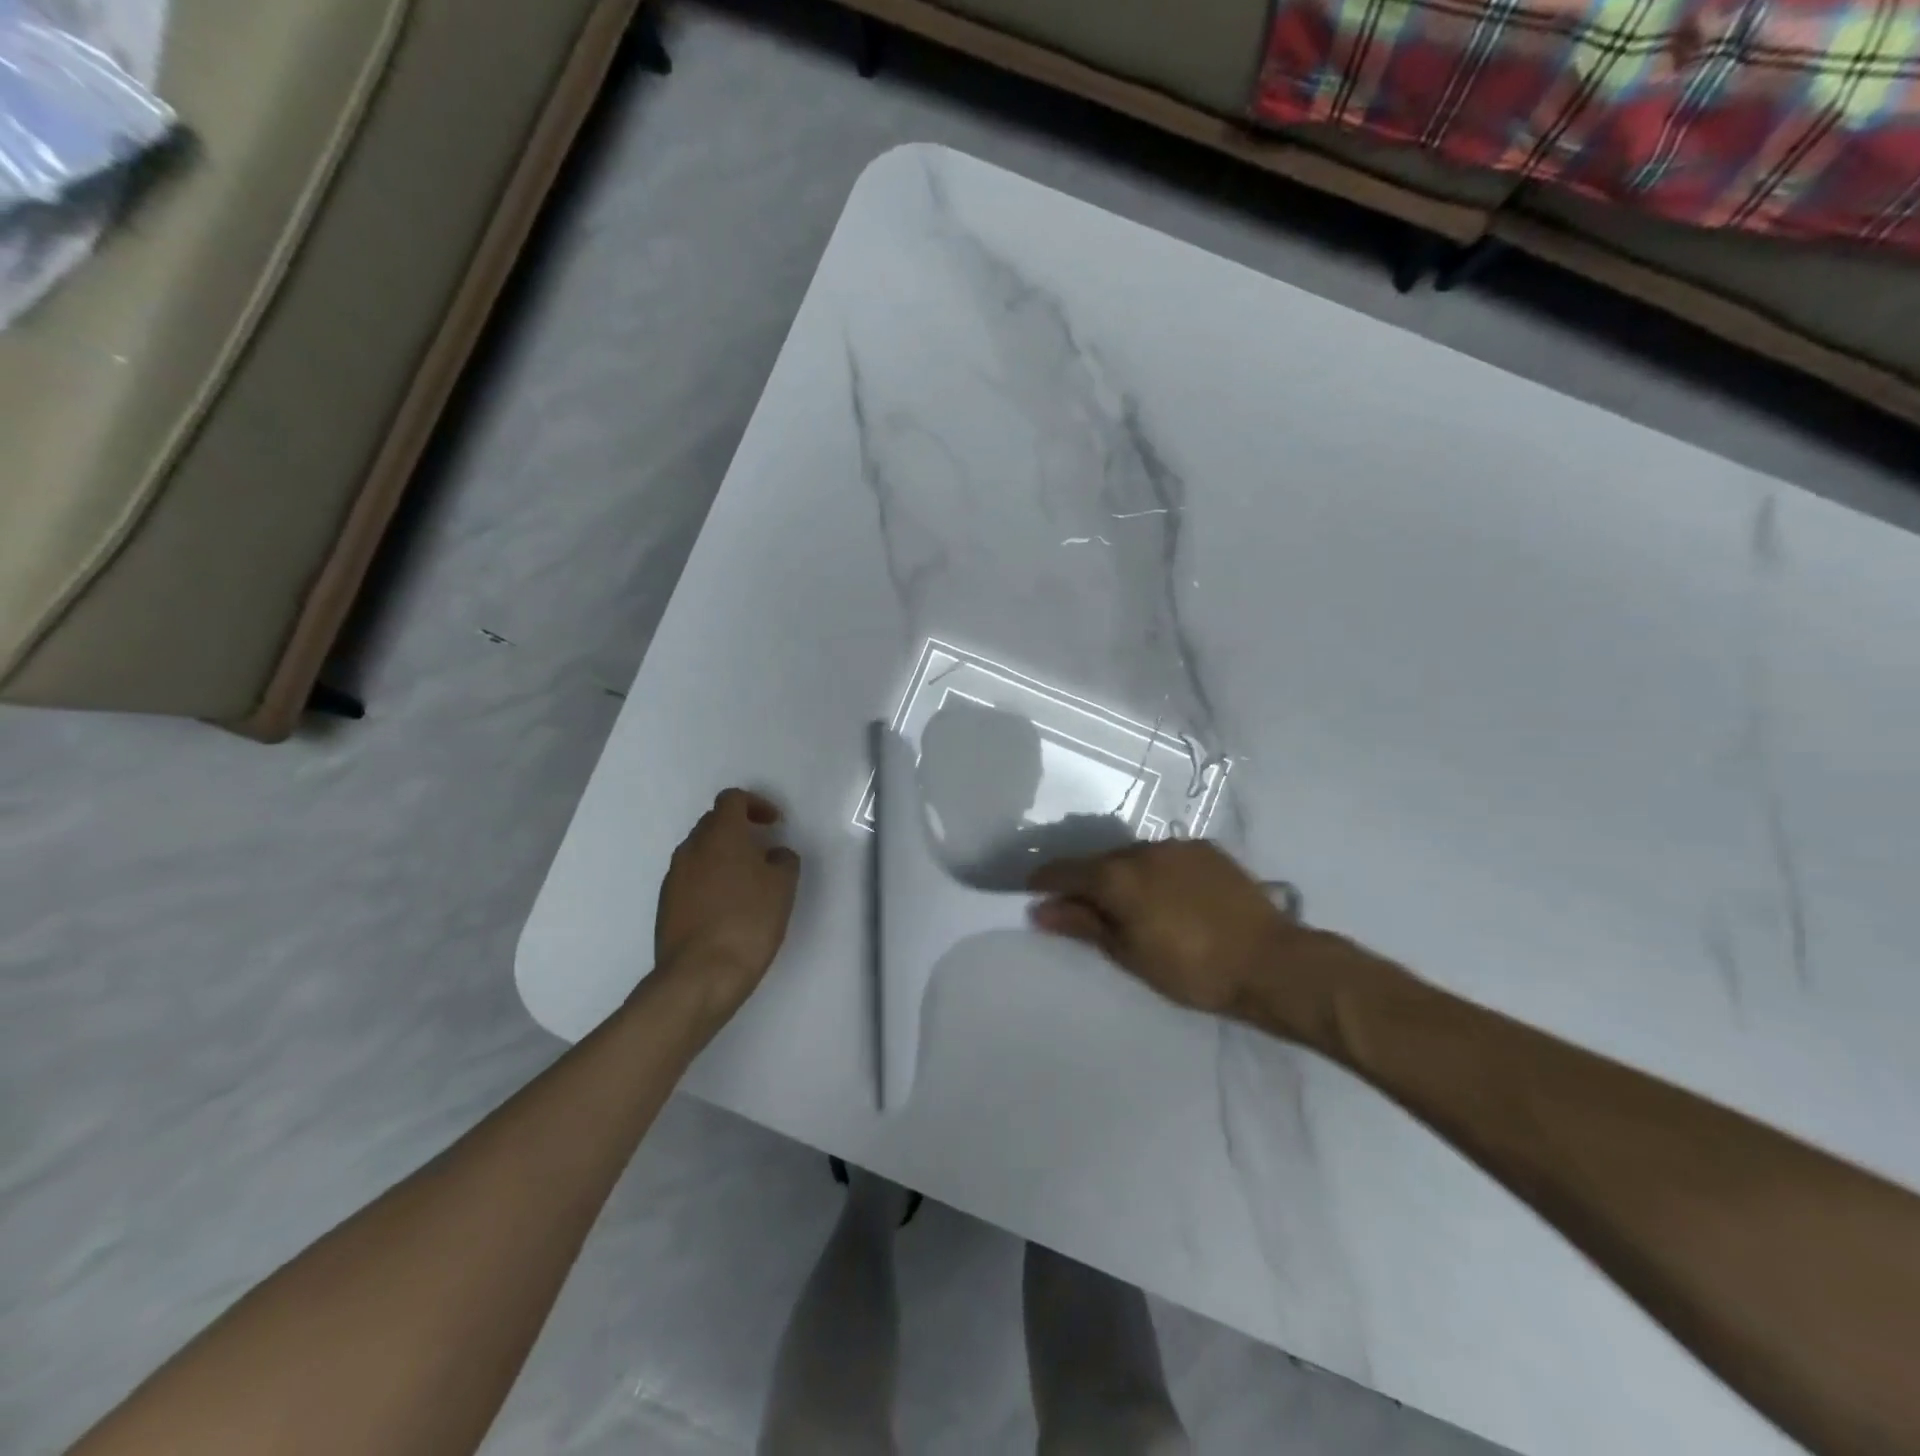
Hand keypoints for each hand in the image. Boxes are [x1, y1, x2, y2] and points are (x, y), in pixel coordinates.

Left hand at [654, 789, 801, 1018]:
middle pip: (713, 822)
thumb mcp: (783, 887)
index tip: (774, 824)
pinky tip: (727, 906)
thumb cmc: (748, 921)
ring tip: (746, 881)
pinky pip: (690, 878)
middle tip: (762, 850)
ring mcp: (674, 876)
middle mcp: (692, 848)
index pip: (732, 799)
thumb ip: (783, 860)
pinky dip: (709, 880)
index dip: (756, 804)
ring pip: (700, 851)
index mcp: (721, 834)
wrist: (700, 974)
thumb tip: (774, 855)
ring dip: (723, 856)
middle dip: (738, 829)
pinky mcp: (665, 904)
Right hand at [1028, 840, 1318, 1018]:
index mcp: (1117, 875)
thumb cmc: (1191, 970)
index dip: (1044, 881)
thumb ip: (1083, 924)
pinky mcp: (1206, 850)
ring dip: (1122, 876)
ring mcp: (1177, 846)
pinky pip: (1165, 857)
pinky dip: (1155, 873)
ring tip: (1131, 906)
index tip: (1031, 893)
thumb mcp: (1129, 954)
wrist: (1270, 962)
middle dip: (1085, 882)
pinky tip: (1168, 898)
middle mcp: (1143, 849)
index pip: (1065, 870)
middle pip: (1099, 861)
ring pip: (1133, 857)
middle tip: (1084, 910)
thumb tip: (1040, 909)